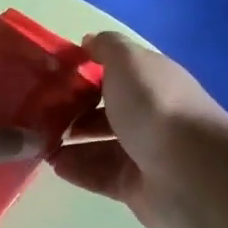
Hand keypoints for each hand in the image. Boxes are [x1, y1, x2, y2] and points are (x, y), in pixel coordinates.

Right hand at [50, 32, 227, 227]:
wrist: (189, 169)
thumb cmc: (154, 105)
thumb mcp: (127, 60)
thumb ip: (107, 47)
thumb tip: (89, 41)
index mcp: (152, 82)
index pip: (117, 75)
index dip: (87, 73)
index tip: (53, 76)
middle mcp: (150, 116)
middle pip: (106, 112)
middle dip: (74, 112)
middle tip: (40, 113)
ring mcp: (143, 154)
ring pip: (99, 146)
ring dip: (69, 143)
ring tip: (38, 141)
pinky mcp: (135, 187)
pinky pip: (99, 175)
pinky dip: (77, 169)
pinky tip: (52, 164)